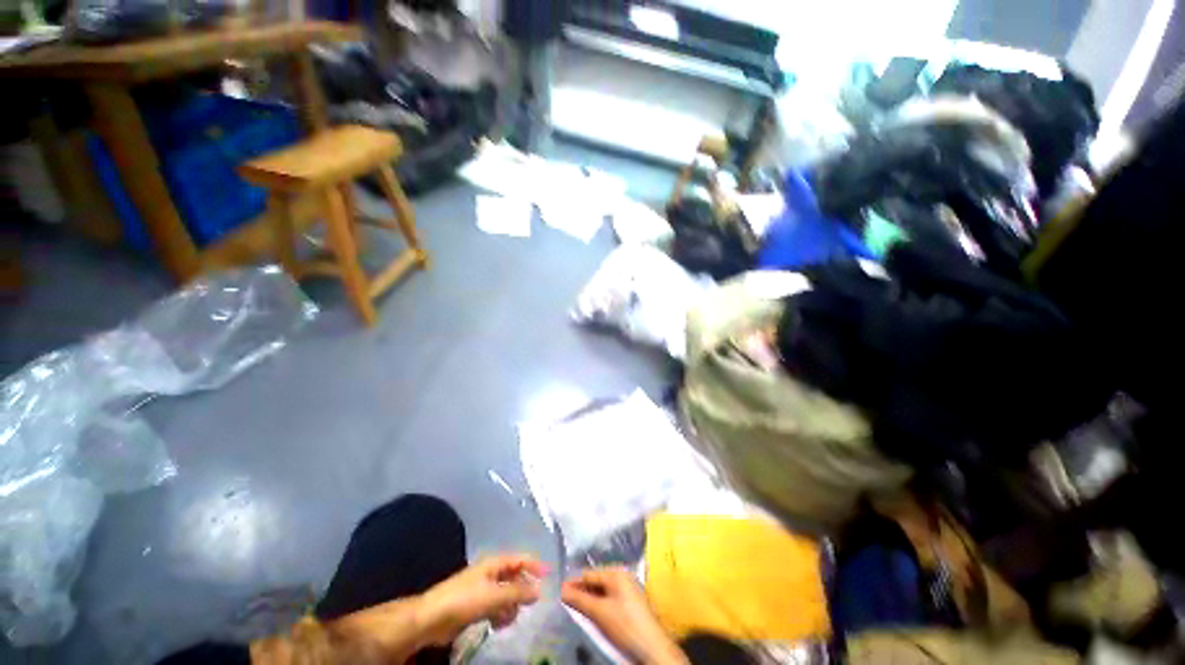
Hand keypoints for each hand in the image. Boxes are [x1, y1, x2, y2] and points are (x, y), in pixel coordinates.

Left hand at [417, 554, 547, 645]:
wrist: (431, 619)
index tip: (549, 575)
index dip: (535, 565)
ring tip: (507, 618)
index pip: (520, 559)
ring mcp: (484, 590)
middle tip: (528, 605)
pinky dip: (501, 614)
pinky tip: (498, 624)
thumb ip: (518, 593)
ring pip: (507, 595)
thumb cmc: (463, 600)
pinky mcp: (477, 606)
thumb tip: (540, 591)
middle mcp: (491, 573)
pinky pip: (497, 607)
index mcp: (494, 563)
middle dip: (522, 591)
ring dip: (511, 606)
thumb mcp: (494, 596)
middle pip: (515, 578)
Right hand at [562, 567, 687, 664]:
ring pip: (602, 591)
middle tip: (565, 601)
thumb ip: (580, 600)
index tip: (558, 591)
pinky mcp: (630, 603)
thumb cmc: (625, 625)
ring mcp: (627, 589)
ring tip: (575, 608)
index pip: (589, 574)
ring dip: (589, 599)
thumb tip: (561, 590)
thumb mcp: (599, 613)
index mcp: (616, 573)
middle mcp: (622, 576)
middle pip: (596, 581)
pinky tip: (592, 613)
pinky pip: (609, 598)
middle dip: (581, 591)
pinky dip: (599, 604)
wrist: (652, 648)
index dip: (573, 583)